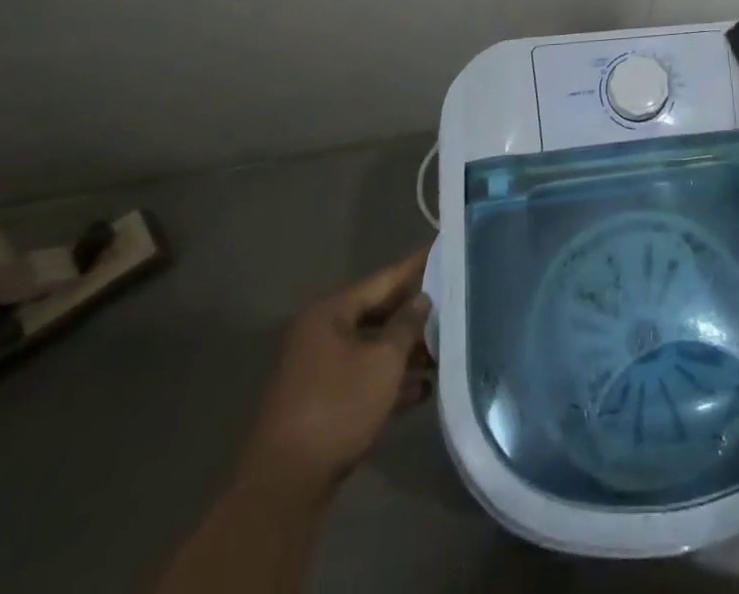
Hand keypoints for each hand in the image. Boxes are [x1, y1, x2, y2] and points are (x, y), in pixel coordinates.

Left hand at [236, 248, 434, 500]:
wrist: (286, 486)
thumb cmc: (338, 407)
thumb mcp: (383, 361)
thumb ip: (407, 325)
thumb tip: (422, 298)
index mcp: (330, 314)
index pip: (383, 280)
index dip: (416, 267)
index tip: (444, 251)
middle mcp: (321, 335)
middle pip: (378, 314)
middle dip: (415, 316)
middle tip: (453, 305)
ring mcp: (319, 371)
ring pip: (372, 349)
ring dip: (406, 352)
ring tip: (444, 352)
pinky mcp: (323, 404)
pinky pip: (363, 379)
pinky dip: (389, 381)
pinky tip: (422, 390)